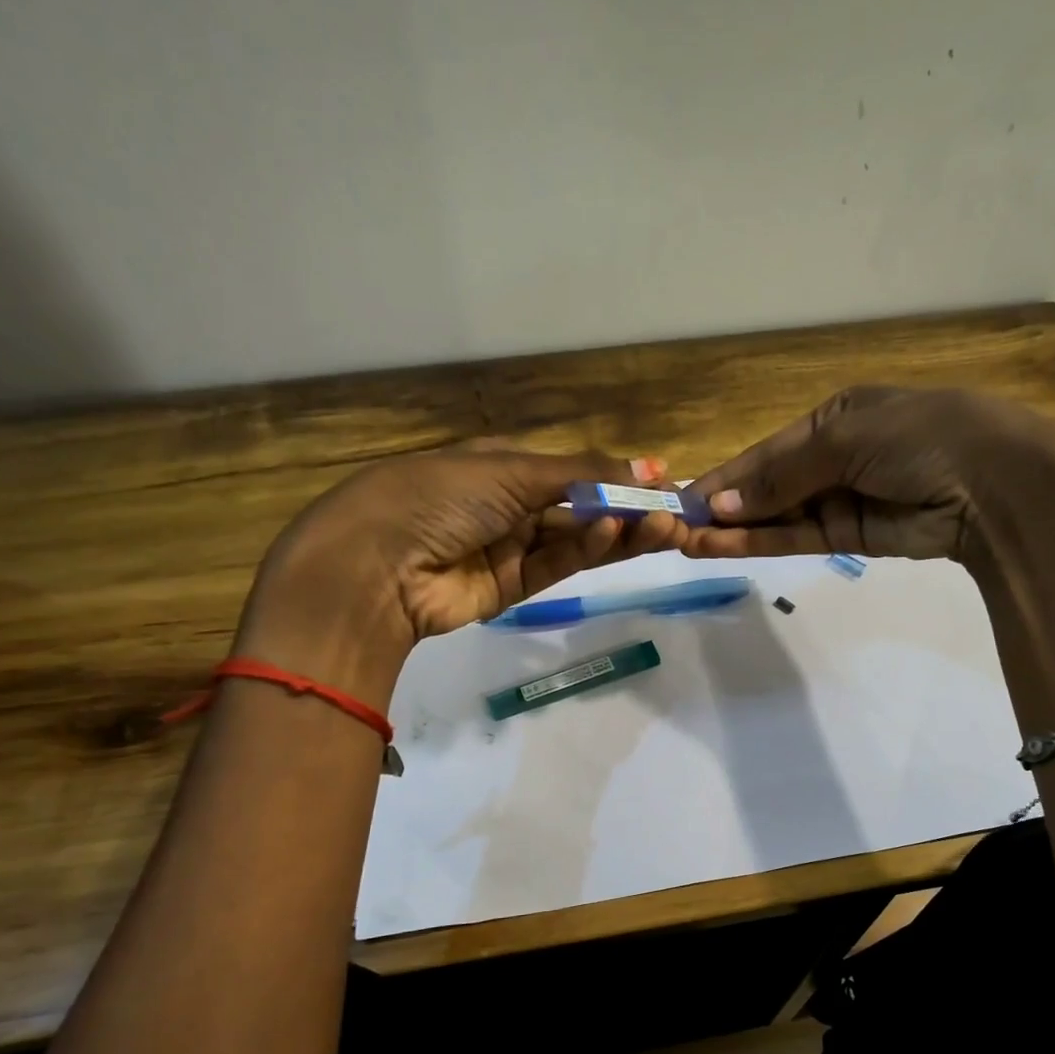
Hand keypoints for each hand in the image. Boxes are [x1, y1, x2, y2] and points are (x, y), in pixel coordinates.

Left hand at [238, 442, 683, 690]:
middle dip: (627, 508)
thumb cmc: (440, 495)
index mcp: (501, 465)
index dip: (617, 475)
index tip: (663, 482)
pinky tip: (614, 534)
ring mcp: (510, 548)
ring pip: (576, 539)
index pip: (573, 470)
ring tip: (663, 526)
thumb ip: (582, 473)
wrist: (378, 564)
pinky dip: (586, 550)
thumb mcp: (512, 470)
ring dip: (618, 532)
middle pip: (580, 507)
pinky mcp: (511, 588)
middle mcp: (509, 505)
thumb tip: (648, 465)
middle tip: (676, 514)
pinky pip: (556, 565)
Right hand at [684, 386, 1054, 569]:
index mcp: (835, 416)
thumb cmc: (919, 437)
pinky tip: (719, 546)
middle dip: (722, 505)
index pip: (766, 450)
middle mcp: (832, 457)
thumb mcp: (844, 440)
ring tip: (684, 541)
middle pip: (765, 485)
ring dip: (731, 530)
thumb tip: (721, 505)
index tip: (682, 497)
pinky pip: (794, 538)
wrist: (992, 485)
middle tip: (673, 526)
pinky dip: (758, 543)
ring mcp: (839, 499)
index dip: (725, 475)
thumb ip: (780, 476)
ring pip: (774, 517)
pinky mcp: (848, 536)